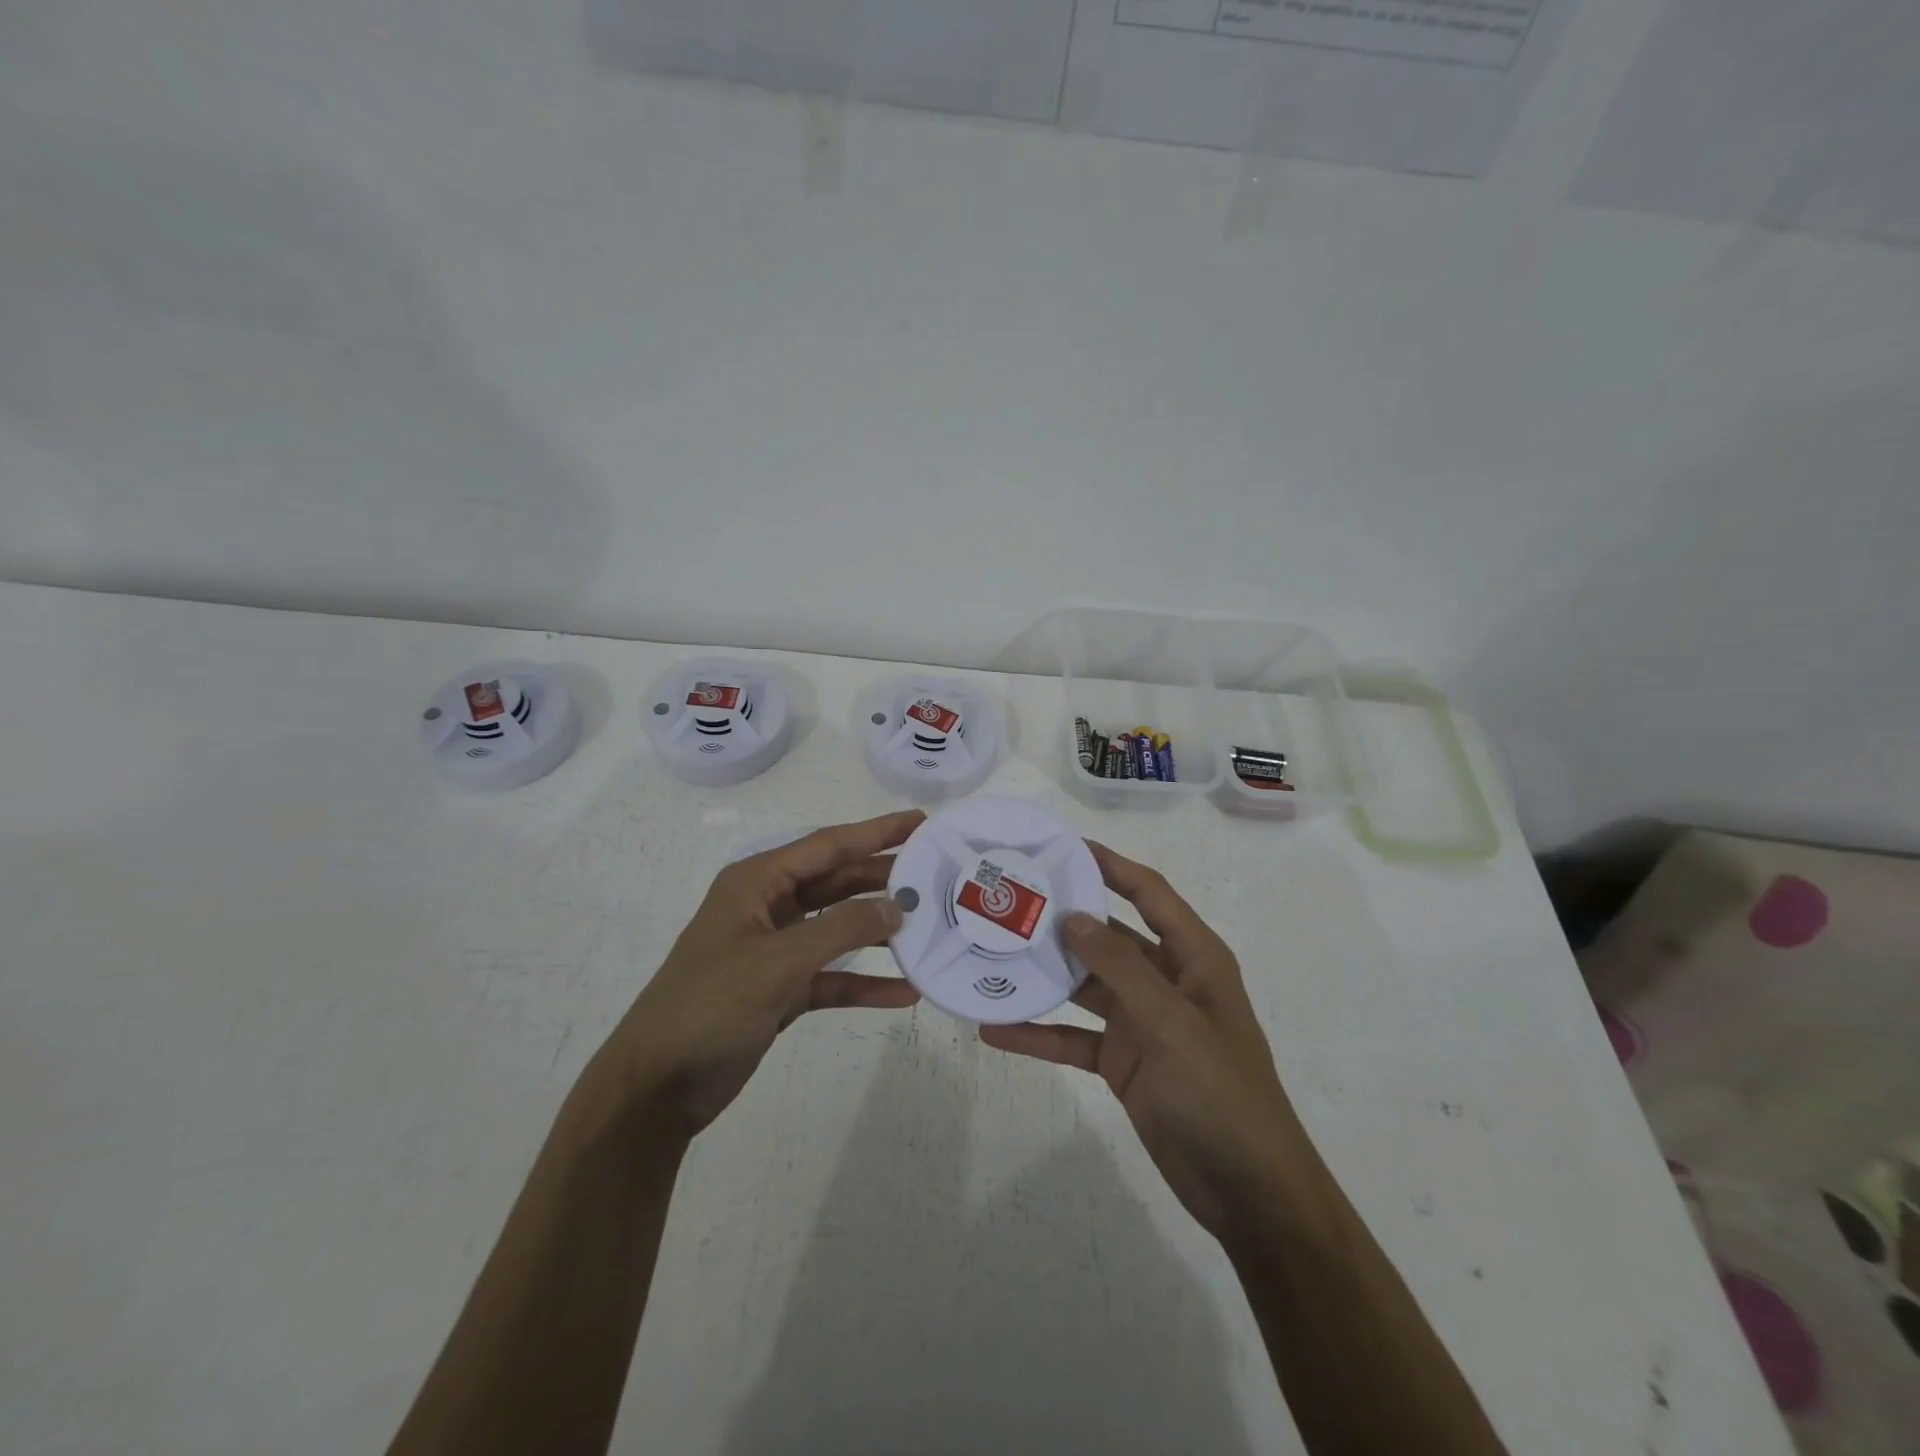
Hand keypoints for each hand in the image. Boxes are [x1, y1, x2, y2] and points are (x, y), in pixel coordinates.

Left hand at [591, 809, 923, 1140]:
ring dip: (879, 930)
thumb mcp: (779, 961)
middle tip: (935, 874)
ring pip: (838, 928)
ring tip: (929, 927)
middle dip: (883, 878)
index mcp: (757, 881)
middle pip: (837, 883)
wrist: (657, 1086)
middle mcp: (767, 906)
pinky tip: (904, 993)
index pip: (828, 846)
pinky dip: (864, 981)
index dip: (876, 832)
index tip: (921, 822)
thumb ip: (842, 929)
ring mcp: (774, 949)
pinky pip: (832, 975)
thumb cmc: (711, 1005)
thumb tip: (897, 907)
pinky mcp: (780, 989)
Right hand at [981, 842, 1314, 1239]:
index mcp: (1193, 958)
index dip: (1110, 866)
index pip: (1148, 894)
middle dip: (1063, 919)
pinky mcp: (1121, 1061)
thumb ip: (1120, 967)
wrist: (1248, 1192)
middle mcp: (1165, 981)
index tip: (1063, 847)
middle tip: (1008, 898)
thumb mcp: (1171, 1022)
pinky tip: (996, 1030)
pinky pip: (1073, 1037)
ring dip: (1043, 975)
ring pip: (1084, 986)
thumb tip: (1072, 917)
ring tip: (991, 955)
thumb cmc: (1220, 1092)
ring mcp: (1141, 1022)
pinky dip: (1039, 1033)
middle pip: (1107, 937)